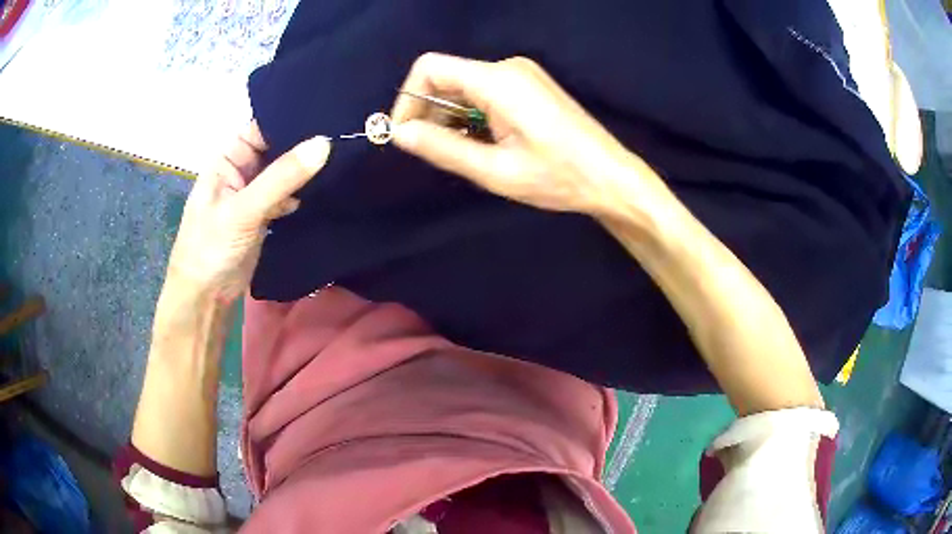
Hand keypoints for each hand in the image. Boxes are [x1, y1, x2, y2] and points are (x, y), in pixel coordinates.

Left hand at [165, 122, 330, 302]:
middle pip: (277, 146)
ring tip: (344, 155)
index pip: (262, 126)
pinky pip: (287, 193)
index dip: (291, 117)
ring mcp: (254, 193)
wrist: (205, 298)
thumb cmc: (210, 247)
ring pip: (284, 171)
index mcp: (228, 158)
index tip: (329, 112)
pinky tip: (326, 188)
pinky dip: (303, 191)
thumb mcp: (243, 210)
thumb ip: (282, 177)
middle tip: (345, 133)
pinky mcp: (264, 214)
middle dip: (304, 142)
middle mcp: (241, 169)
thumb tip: (325, 143)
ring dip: (307, 168)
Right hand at [391, 53, 665, 216]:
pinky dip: (471, 114)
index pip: (430, 68)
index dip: (408, 98)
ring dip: (450, 117)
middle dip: (428, 111)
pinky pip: (484, 91)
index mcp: (498, 80)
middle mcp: (507, 67)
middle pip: (446, 76)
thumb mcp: (495, 170)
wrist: (611, 177)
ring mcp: (521, 74)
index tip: (406, 135)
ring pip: (464, 86)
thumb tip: (399, 133)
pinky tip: (483, 143)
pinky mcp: (529, 85)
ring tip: (464, 153)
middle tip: (432, 152)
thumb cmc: (558, 177)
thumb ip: (442, 148)